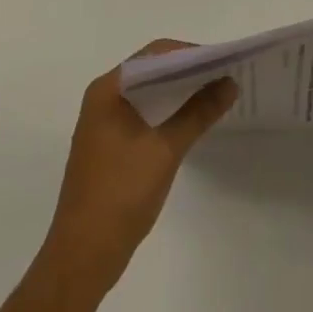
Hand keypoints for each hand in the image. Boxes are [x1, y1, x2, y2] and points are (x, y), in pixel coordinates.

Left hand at [39, 40, 237, 296]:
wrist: (82, 258)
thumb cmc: (120, 195)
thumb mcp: (166, 149)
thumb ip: (199, 112)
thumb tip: (230, 83)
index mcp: (108, 90)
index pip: (155, 54)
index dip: (190, 53)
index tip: (223, 61)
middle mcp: (103, 98)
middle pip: (152, 70)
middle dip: (188, 71)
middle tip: (225, 75)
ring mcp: (104, 123)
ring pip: (149, 93)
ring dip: (180, 92)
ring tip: (216, 94)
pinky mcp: (110, 145)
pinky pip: (144, 113)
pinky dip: (168, 111)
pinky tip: (193, 120)